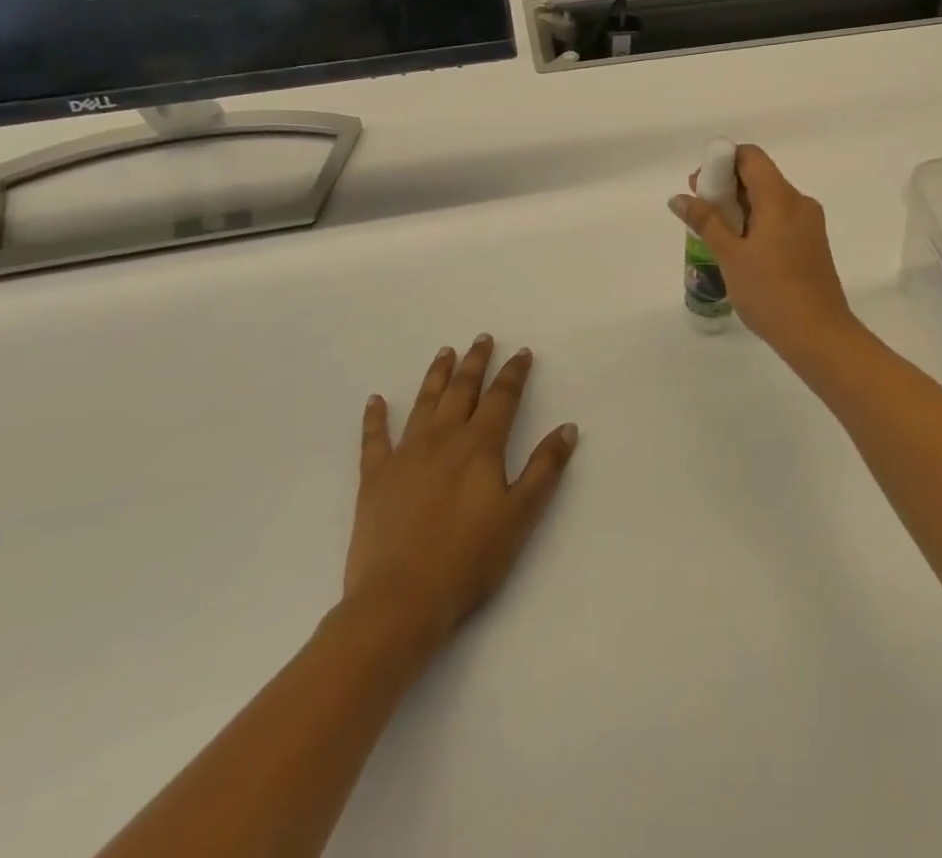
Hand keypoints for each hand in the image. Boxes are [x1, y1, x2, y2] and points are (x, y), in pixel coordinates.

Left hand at [342, 336, 578, 654]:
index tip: (522, 353)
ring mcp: (405, 455)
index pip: (502, 398)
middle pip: (462, 390)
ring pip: (424, 403)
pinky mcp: (374, 478)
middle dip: (475, 362)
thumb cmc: (468, 560)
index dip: (514, 373)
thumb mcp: (519, 516)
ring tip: (445, 352)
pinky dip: (375, 418)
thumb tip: (568, 428)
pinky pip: (375, 439)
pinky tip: (376, 400)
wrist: (398, 602)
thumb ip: (544, 469)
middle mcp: (443, 439)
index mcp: (480, 446)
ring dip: (436, 375)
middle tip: (482, 339)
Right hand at [669, 145, 861, 367]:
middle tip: (700, 212)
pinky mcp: (812, 244)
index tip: (700, 186)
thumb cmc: (770, 292)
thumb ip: (705, 221)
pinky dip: (758, 223)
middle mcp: (799, 202)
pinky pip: (781, 219)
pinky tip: (741, 251)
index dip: (722, 162)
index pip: (751, 157)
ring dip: (741, 207)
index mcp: (781, 197)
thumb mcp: (730, 256)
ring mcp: (809, 224)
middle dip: (727, 187)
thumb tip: (679, 197)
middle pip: (760, 177)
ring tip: (715, 235)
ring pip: (770, 200)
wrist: (819, 335)